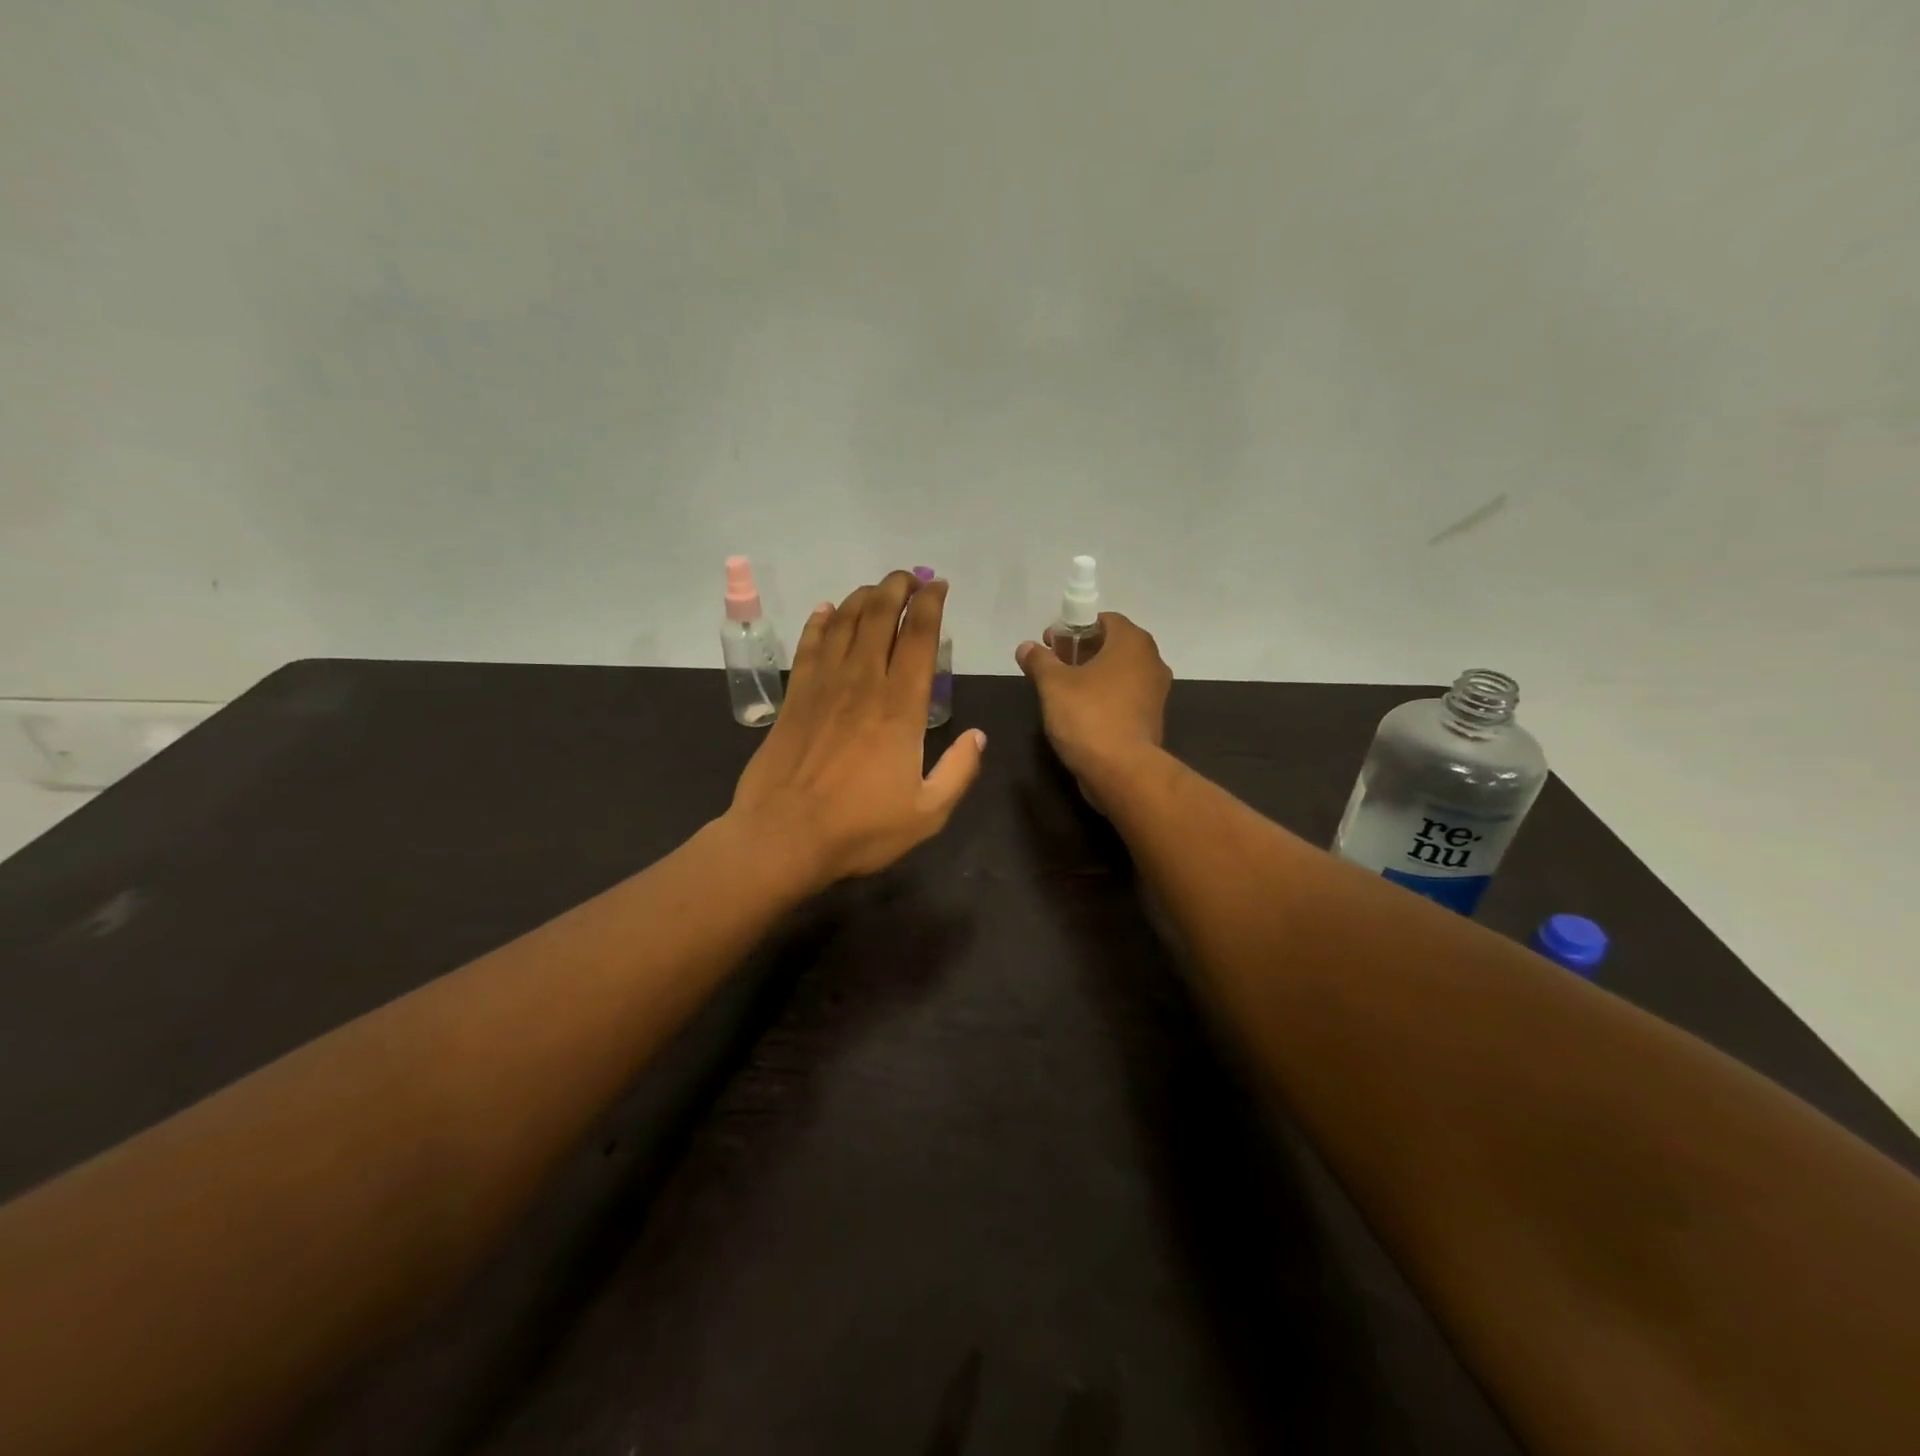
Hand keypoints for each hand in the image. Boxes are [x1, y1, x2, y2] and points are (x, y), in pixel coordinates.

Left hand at [729, 570, 985, 888]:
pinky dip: (819, 622)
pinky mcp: (794, 697)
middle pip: (879, 618)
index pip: (919, 639)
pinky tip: (825, 611)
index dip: (930, 606)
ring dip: (862, 598)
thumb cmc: (859, 829)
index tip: (939, 587)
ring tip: (877, 589)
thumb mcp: (927, 813)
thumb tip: (978, 736)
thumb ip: (958, 771)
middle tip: (910, 578)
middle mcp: (863, 684)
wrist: (782, 837)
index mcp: (901, 708)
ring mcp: (823, 687)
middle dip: (897, 589)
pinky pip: (808, 646)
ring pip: (843, 623)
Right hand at [1016, 613, 1170, 804]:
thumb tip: (1026, 647)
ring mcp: (1156, 692)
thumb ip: (1039, 660)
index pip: (1105, 620)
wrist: (1122, 771)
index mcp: (1132, 643)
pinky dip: (1106, 696)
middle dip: (1083, 651)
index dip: (1075, 627)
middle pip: (1113, 645)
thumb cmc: (1088, 716)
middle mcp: (1151, 661)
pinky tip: (1082, 711)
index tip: (1052, 643)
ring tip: (1063, 689)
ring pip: (1120, 672)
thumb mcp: (1053, 684)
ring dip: (1094, 675)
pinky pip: (1125, 696)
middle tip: (1054, 664)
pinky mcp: (1152, 718)